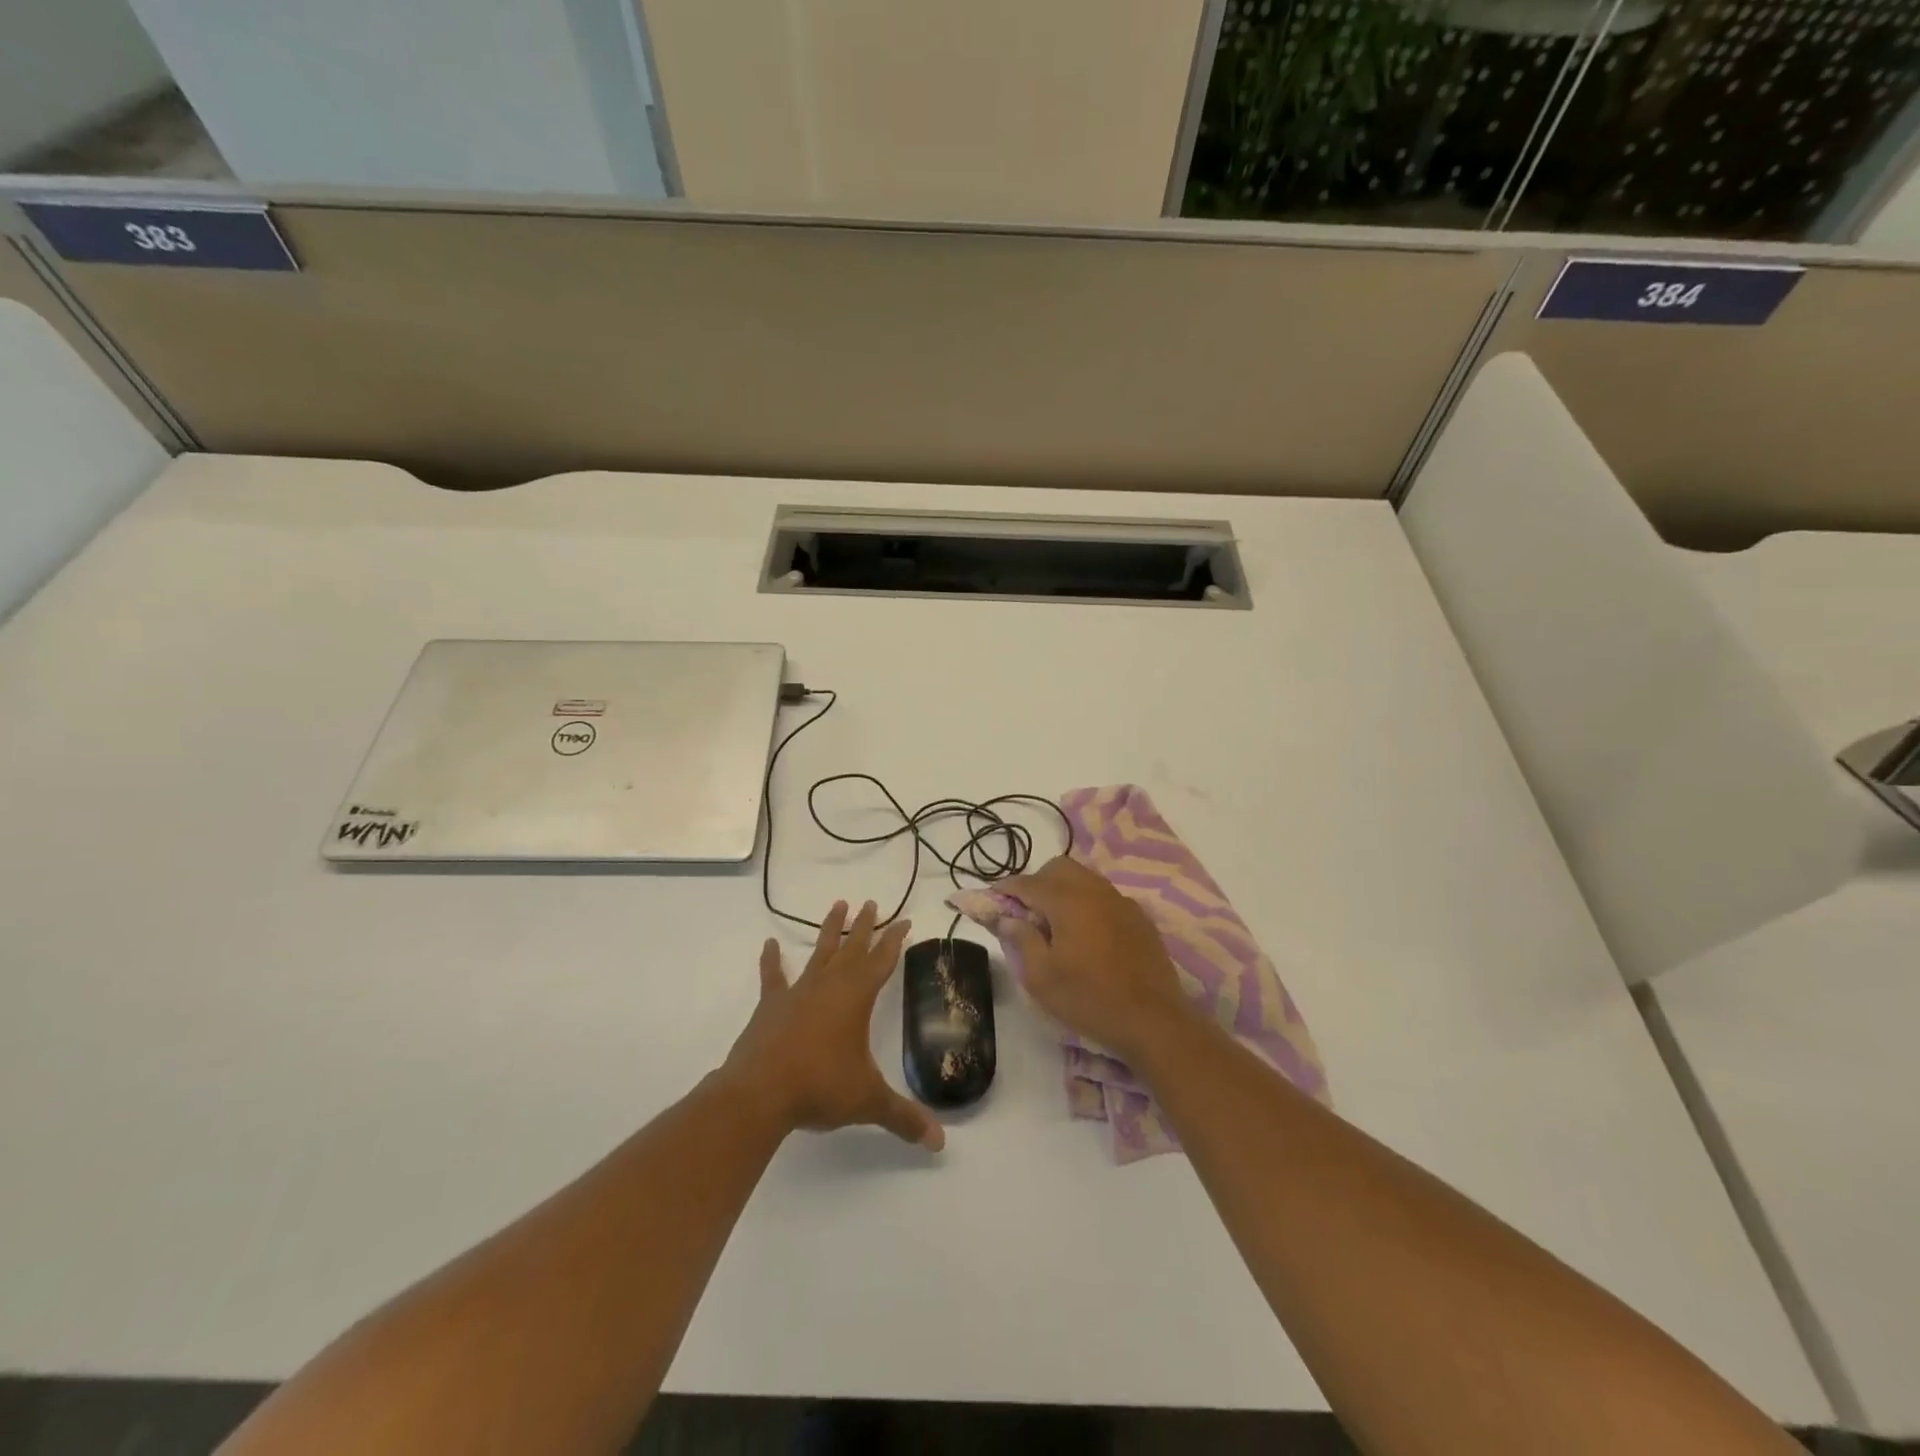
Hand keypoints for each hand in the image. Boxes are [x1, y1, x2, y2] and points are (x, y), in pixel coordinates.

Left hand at [723, 900, 944, 1150]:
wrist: (760, 1092)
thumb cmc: (820, 1087)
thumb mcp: (868, 1101)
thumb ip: (903, 1118)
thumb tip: (939, 1143)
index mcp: (857, 998)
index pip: (882, 961)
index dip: (895, 940)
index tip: (905, 920)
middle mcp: (830, 985)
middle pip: (853, 948)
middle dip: (866, 926)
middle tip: (873, 902)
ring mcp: (798, 992)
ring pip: (820, 952)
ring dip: (830, 930)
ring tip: (838, 905)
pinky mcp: (771, 1005)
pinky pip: (773, 976)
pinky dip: (771, 961)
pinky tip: (768, 945)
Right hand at [998, 856, 1197, 1063]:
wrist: (1153, 1020)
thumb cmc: (1089, 1000)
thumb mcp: (1042, 978)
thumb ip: (1022, 940)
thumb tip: (1008, 918)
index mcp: (1068, 901)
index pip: (1028, 882)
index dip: (1006, 888)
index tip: (992, 899)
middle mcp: (1095, 891)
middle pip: (1059, 868)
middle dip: (1037, 882)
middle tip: (1026, 912)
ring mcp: (1121, 901)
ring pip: (1084, 878)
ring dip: (1064, 890)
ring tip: (1056, 923)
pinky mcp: (1139, 917)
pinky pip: (1105, 896)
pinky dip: (1088, 903)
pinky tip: (1087, 933)